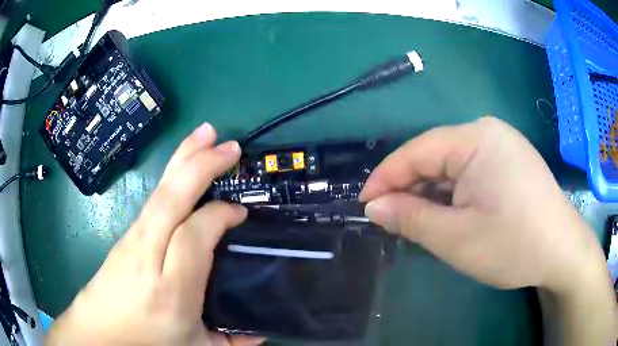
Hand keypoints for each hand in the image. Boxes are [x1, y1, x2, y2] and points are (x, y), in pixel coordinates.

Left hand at [47, 123, 262, 345]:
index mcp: (170, 290)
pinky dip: (170, 174)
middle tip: (230, 146)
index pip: (195, 236)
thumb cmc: (146, 341)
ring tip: (206, 134)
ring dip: (184, 158)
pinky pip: (153, 198)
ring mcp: (133, 239)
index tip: (241, 213)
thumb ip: (230, 340)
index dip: (220, 216)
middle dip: (202, 165)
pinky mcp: (127, 234)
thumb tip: (262, 333)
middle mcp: (148, 255)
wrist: (99, 332)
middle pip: (173, 198)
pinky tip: (181, 165)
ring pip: (160, 190)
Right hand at [360, 117, 615, 344]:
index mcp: (476, 138)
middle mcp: (488, 132)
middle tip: (389, 219)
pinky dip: (453, 194)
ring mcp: (502, 146)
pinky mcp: (510, 162)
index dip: (386, 178)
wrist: (562, 251)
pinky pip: (470, 172)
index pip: (417, 151)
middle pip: (435, 157)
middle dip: (410, 188)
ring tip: (416, 221)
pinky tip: (448, 214)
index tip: (364, 204)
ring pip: (452, 166)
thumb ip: (411, 218)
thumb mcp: (455, 238)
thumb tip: (374, 207)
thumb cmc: (513, 244)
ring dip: (432, 193)